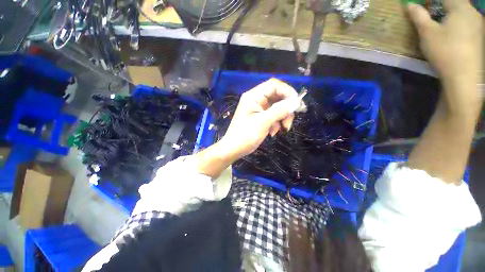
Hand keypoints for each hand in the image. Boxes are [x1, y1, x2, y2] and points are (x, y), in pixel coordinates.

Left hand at [195, 79, 299, 177]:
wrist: (234, 149)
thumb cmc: (245, 136)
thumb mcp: (263, 122)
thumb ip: (279, 110)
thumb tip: (296, 101)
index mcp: (253, 96)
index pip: (274, 85)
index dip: (287, 91)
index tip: (297, 103)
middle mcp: (256, 99)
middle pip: (277, 96)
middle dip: (286, 108)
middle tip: (289, 121)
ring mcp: (258, 108)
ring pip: (277, 107)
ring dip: (282, 117)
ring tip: (283, 129)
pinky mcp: (260, 116)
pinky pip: (273, 115)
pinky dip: (276, 122)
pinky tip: (273, 132)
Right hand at [407, 0, 482, 110]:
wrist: (464, 77)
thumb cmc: (445, 51)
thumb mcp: (427, 33)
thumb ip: (419, 16)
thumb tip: (410, 5)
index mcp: (460, 8)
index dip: (432, 0)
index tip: (423, 4)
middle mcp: (473, 13)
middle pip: (457, 3)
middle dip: (443, 6)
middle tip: (432, 14)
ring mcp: (479, 26)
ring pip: (464, 14)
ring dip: (452, 15)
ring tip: (443, 25)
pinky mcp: (481, 38)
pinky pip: (469, 24)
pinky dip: (460, 25)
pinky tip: (454, 35)